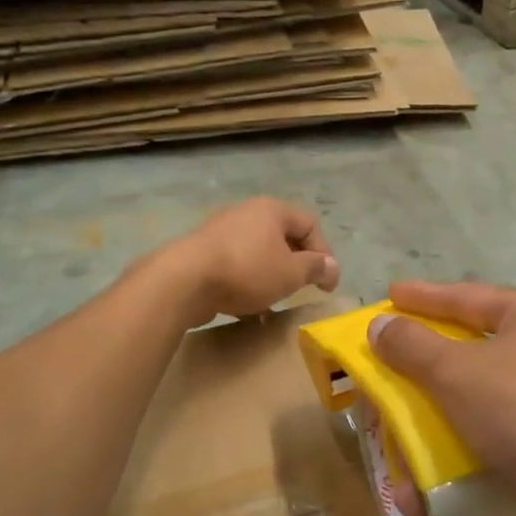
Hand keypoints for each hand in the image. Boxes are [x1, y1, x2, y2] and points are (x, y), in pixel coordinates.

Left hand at [159, 198, 338, 324]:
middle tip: (303, 288)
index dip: (325, 253)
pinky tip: (248, 306)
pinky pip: (237, 264)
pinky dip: (248, 281)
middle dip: (297, 264)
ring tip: (275, 299)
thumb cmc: (247, 271)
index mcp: (272, 210)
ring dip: (272, 275)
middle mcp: (247, 212)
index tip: (327, 284)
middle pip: (283, 236)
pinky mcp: (203, 252)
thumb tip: (331, 265)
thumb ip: (315, 268)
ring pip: (259, 252)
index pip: (310, 224)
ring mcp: (222, 230)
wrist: (184, 280)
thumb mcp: (291, 273)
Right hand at [367, 281, 515, 515]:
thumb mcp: (460, 371)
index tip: (389, 296)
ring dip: (435, 433)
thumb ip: (414, 347)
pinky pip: (494, 450)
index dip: (423, 297)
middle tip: (384, 379)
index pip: (464, 297)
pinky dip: (461, 466)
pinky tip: (429, 494)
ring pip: (476, 409)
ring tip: (397, 449)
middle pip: (468, 356)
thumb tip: (381, 325)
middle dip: (422, 376)